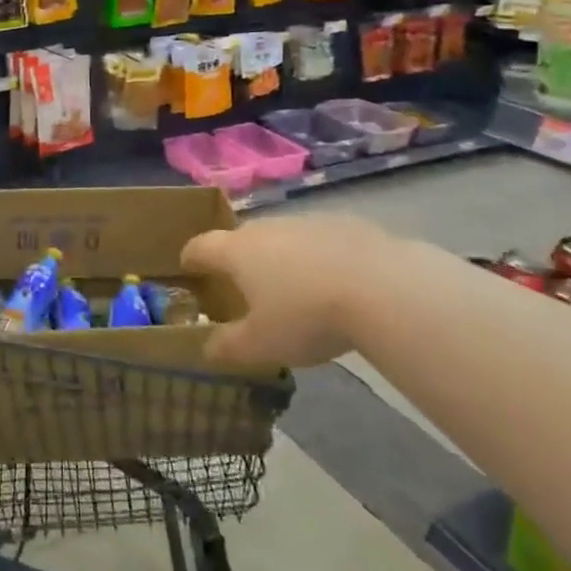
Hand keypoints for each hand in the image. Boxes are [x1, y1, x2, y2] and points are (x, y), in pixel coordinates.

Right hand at [181, 213, 396, 368]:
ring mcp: (305, 222)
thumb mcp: (261, 344)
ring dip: (279, 258)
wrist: (382, 287)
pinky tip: (334, 284)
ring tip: (292, 289)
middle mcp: (265, 228)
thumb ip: (228, 346)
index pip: (200, 247)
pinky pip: (318, 241)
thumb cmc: (306, 316)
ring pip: (281, 238)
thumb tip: (206, 349)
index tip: (187, 269)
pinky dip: (316, 258)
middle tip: (242, 287)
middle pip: (241, 239)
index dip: (190, 258)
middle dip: (237, 260)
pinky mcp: (344, 224)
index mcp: (236, 252)